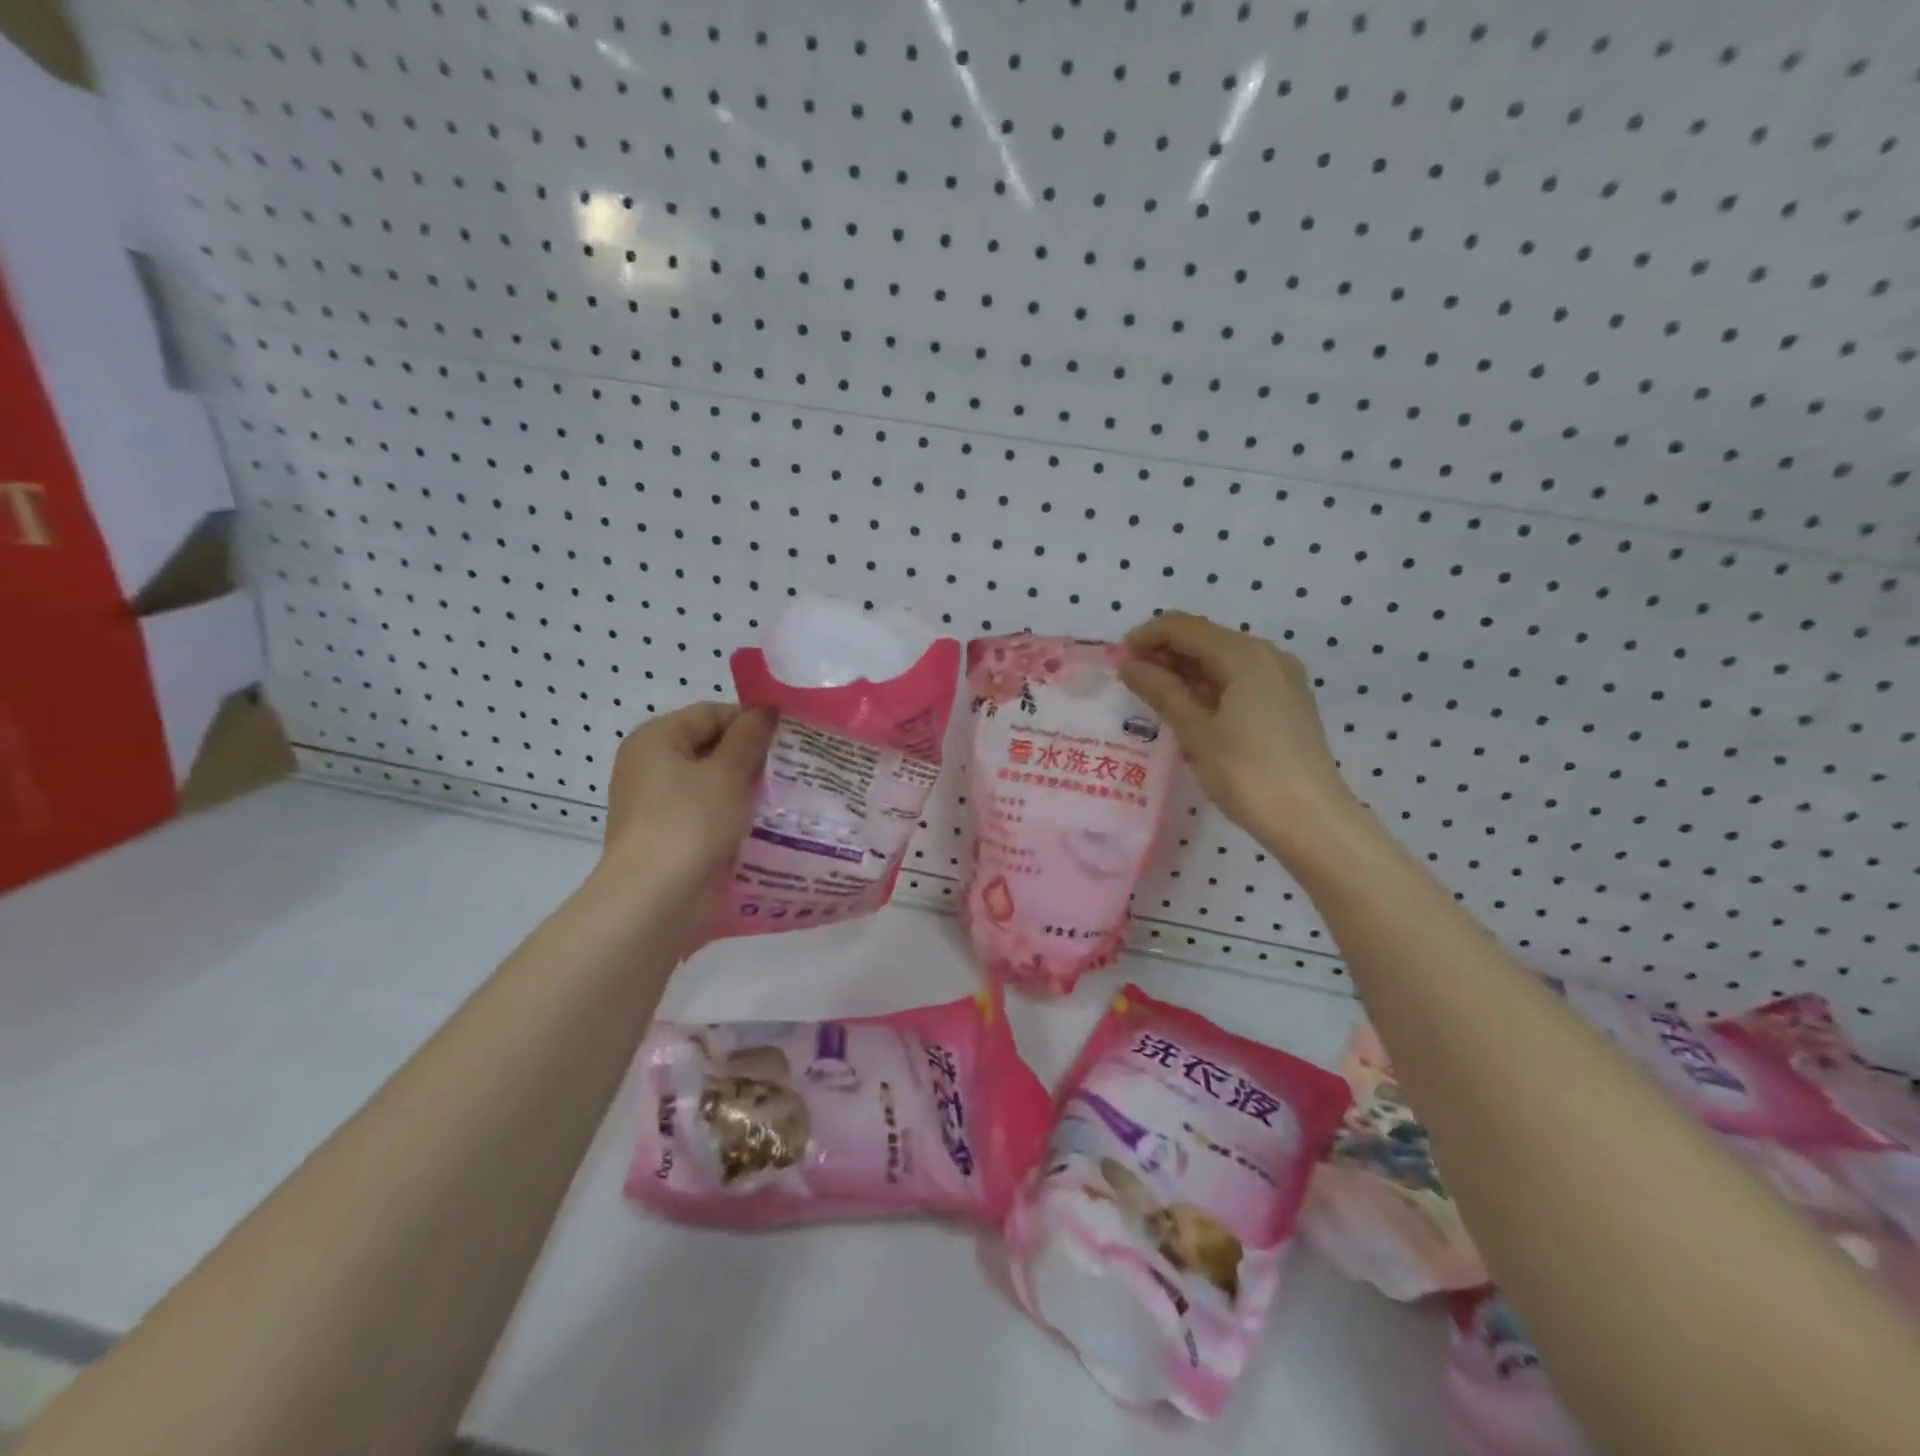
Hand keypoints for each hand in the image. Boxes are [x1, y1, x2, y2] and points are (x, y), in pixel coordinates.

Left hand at [599, 702, 775, 905]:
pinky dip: (734, 815)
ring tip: (787, 795)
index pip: (712, 713)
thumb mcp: (728, 772)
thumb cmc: (690, 823)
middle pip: (712, 747)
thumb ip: (751, 737)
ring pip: (713, 784)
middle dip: (752, 757)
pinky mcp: (671, 837)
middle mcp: (651, 766)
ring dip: (746, 789)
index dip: (752, 722)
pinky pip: (709, 814)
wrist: (656, 901)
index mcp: (656, 739)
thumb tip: (767, 709)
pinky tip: (766, 824)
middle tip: (794, 768)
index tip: (790, 740)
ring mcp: (658, 804)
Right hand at [1120, 612, 1355, 841]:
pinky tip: (1187, 709)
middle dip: (1164, 653)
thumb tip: (1129, 665)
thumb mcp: (1197, 732)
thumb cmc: (1248, 774)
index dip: (1147, 637)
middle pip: (1205, 639)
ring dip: (1184, 671)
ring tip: (1151, 695)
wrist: (1311, 821)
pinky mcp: (1285, 703)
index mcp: (1246, 655)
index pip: (1185, 627)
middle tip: (1130, 680)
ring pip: (1222, 660)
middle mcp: (1268, 656)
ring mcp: (1281, 680)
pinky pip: (1238, 680)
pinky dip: (1208, 686)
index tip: (1117, 659)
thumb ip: (1161, 691)